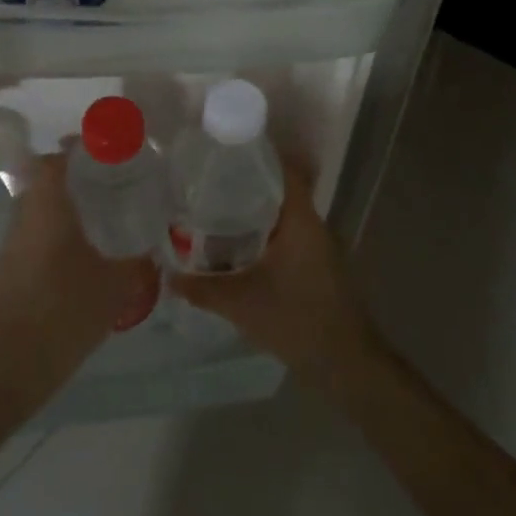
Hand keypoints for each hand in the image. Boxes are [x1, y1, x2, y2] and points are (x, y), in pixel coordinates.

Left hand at [0, 154, 151, 408]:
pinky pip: (28, 232)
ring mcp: (10, 244)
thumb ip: (137, 260)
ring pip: (33, 207)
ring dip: (57, 203)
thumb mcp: (116, 285)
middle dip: (68, 175)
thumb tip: (153, 245)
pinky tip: (71, 252)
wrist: (17, 364)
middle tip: (100, 181)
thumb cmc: (68, 312)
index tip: (97, 151)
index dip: (73, 150)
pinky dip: (48, 229)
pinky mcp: (6, 268)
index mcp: (48, 211)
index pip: (53, 161)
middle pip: (40, 180)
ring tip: (90, 214)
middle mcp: (23, 219)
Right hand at [169, 168, 376, 391]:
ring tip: (214, 211)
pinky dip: (262, 235)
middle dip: (244, 184)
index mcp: (300, 220)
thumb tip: (168, 275)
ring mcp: (319, 248)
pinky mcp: (318, 267)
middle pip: (279, 190)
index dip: (257, 154)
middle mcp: (313, 226)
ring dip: (253, 212)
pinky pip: (286, 237)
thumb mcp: (240, 303)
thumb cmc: (296, 321)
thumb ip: (202, 288)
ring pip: (282, 216)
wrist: (347, 366)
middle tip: (207, 182)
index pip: (284, 169)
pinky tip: (237, 248)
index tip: (225, 149)